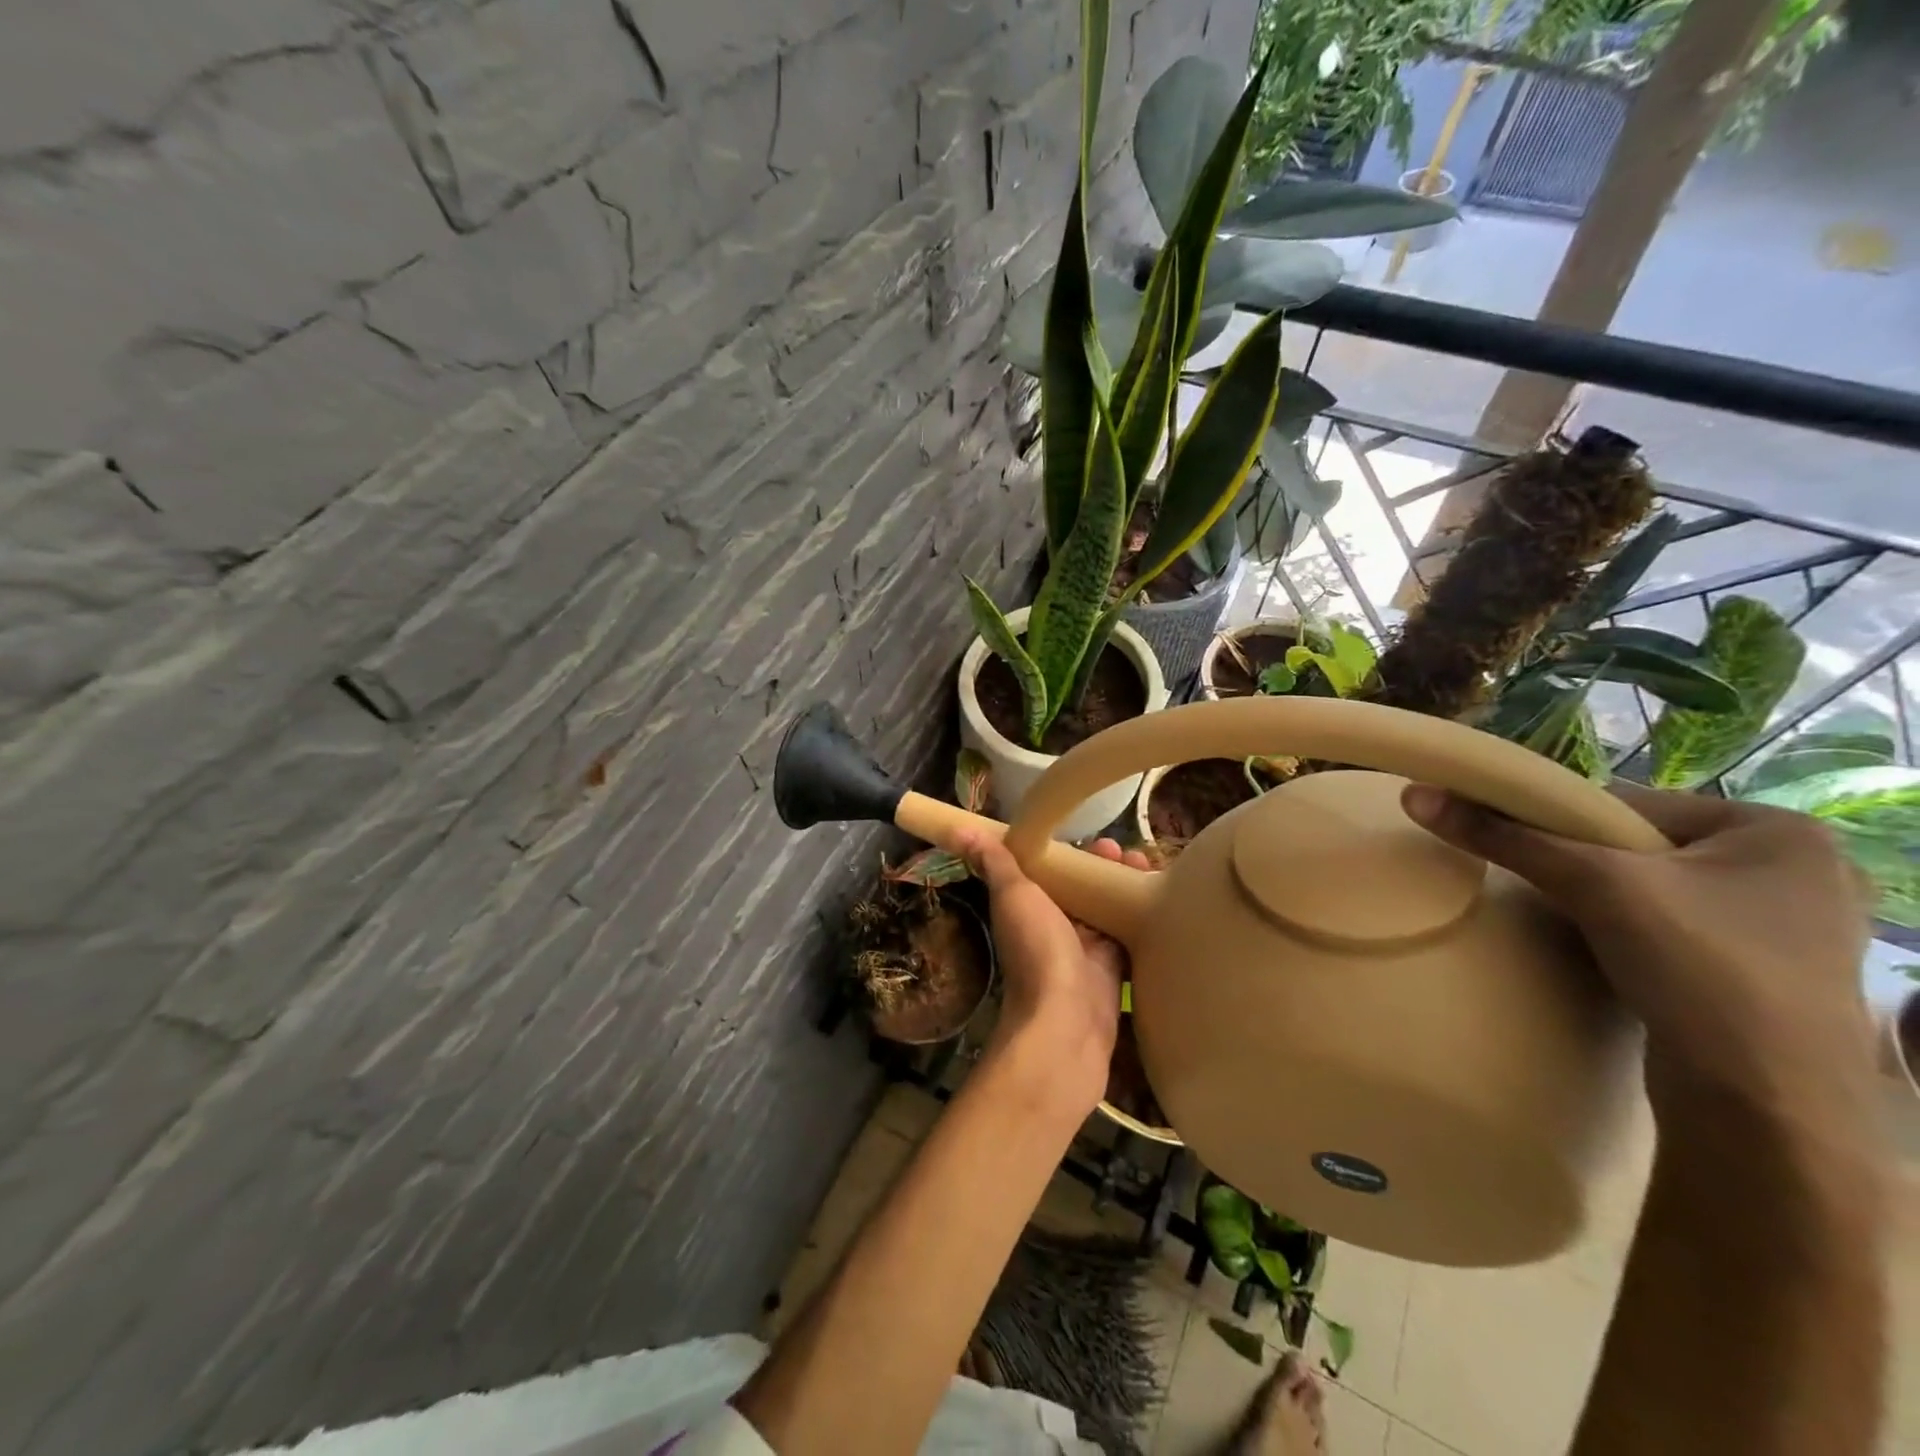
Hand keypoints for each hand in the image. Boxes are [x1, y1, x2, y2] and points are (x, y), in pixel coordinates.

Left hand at [953, 830, 1148, 1112]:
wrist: (1065, 1021)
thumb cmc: (1036, 950)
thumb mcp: (1013, 896)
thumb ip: (994, 862)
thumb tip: (960, 829)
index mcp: (1029, 906)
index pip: (1049, 870)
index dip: (1068, 851)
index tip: (1090, 834)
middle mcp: (1056, 926)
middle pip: (1081, 888)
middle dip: (1101, 866)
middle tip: (1124, 850)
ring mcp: (1086, 949)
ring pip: (1106, 908)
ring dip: (1123, 885)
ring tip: (1145, 865)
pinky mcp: (1113, 969)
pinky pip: (1128, 934)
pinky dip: (1141, 914)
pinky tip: (1160, 897)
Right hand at [1401, 781, 1877, 1121]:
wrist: (1768, 1110)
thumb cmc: (1702, 969)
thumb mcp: (1592, 885)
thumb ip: (1503, 836)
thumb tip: (1414, 795)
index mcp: (1777, 830)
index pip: (1628, 804)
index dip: (1558, 821)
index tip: (1509, 842)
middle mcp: (1797, 870)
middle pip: (1639, 846)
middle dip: (1583, 864)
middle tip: (1539, 885)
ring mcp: (1789, 928)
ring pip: (1653, 889)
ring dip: (1602, 900)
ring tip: (1568, 919)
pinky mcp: (1767, 976)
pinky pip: (1673, 928)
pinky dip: (1630, 932)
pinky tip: (1607, 950)